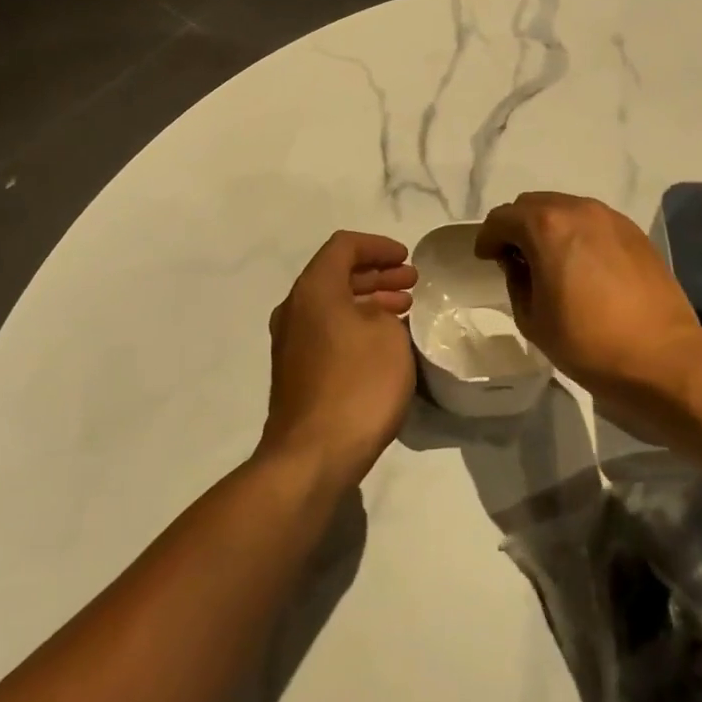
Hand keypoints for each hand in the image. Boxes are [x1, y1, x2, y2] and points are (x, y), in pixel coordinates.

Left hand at [258, 231, 418, 490]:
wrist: (312, 455)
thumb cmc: (357, 385)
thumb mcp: (388, 336)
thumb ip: (384, 311)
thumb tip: (374, 315)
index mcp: (314, 289)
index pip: (344, 246)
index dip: (378, 246)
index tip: (407, 259)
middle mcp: (294, 308)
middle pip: (336, 273)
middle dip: (376, 273)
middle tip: (410, 282)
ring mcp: (290, 341)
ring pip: (332, 304)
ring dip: (368, 300)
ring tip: (403, 309)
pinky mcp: (295, 370)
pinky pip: (328, 330)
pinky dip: (355, 324)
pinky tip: (382, 341)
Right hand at [475, 192, 701, 408]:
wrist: (662, 357)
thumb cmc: (588, 342)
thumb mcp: (532, 319)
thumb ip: (516, 280)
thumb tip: (520, 264)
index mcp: (546, 227)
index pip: (502, 218)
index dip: (488, 237)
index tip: (486, 258)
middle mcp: (578, 210)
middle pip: (533, 204)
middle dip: (517, 226)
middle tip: (515, 258)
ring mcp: (611, 218)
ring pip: (566, 208)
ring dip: (549, 227)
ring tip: (550, 260)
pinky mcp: (635, 232)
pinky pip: (593, 222)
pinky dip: (578, 234)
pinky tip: (582, 265)